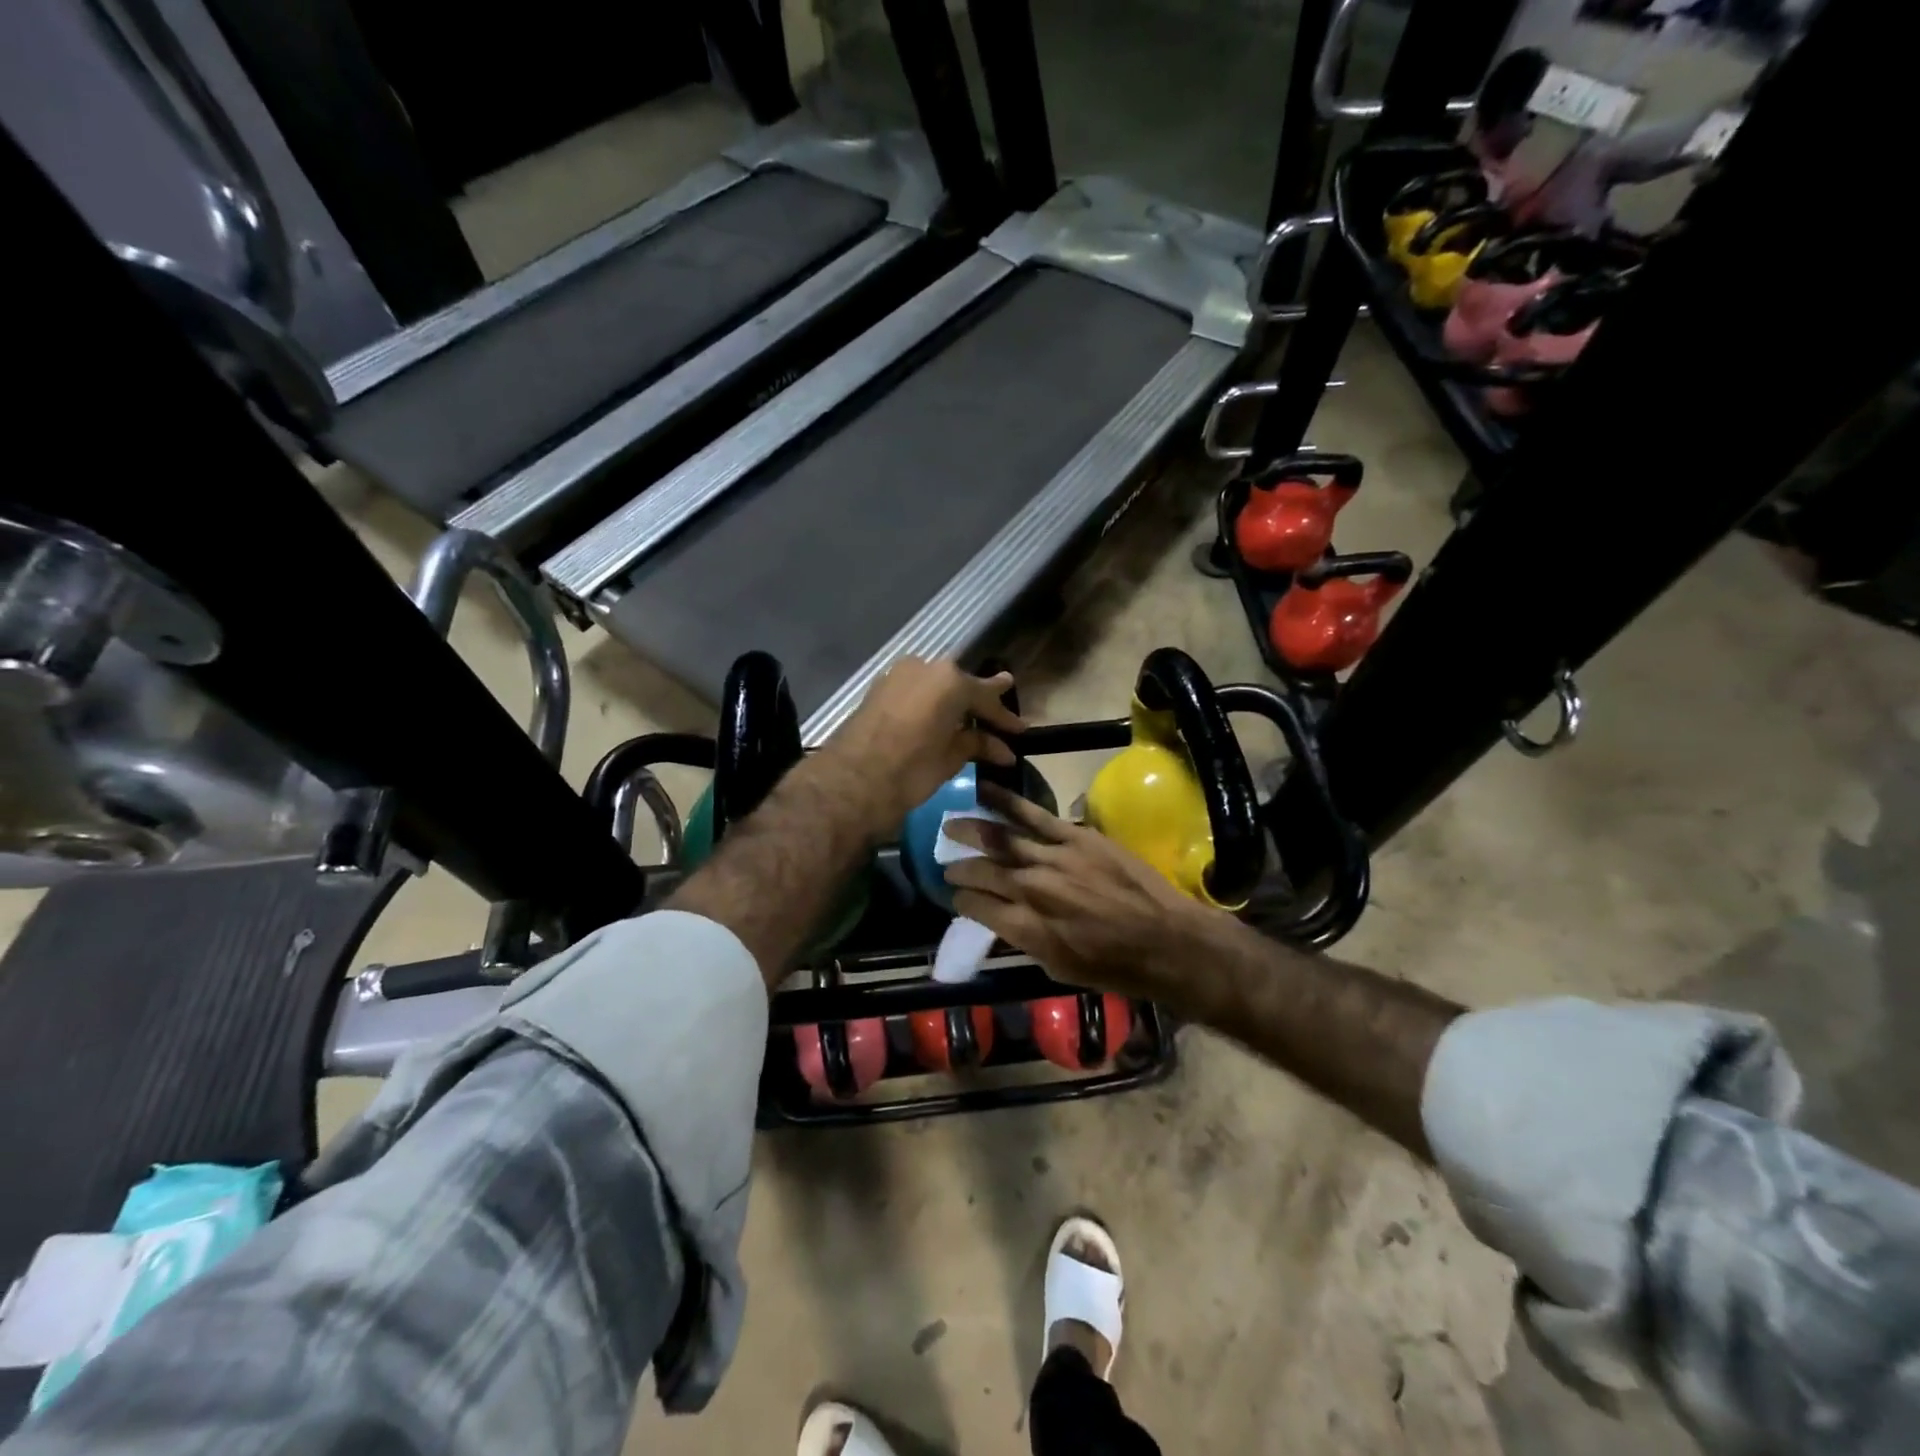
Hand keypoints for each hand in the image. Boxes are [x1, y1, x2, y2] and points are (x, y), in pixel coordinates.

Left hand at [823, 659, 1024, 834]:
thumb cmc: (910, 769)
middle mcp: (926, 667)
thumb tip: (1004, 750)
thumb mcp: (951, 758)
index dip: (1005, 717)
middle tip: (999, 721)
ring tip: (969, 720)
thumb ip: (978, 744)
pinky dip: (930, 704)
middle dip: (979, 704)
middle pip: (961, 685)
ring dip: (952, 703)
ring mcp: (899, 674)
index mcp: (950, 680)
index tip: (1021, 731)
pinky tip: (938, 719)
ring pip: (936, 686)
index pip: (987, 696)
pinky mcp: (879, 688)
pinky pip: (915, 691)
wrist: (851, 780)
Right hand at [943, 784, 1225, 998]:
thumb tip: (1001, 917)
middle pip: (982, 870)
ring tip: (950, 823)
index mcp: (1025, 927)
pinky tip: (985, 792)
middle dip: (959, 867)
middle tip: (947, 863)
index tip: (956, 895)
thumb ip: (1023, 938)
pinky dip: (1007, 803)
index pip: (975, 905)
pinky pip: (1035, 816)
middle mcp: (1032, 889)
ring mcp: (1054, 858)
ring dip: (971, 830)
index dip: (960, 899)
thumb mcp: (1058, 968)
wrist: (1167, 941)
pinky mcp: (1077, 837)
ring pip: (1001, 838)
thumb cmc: (1114, 967)